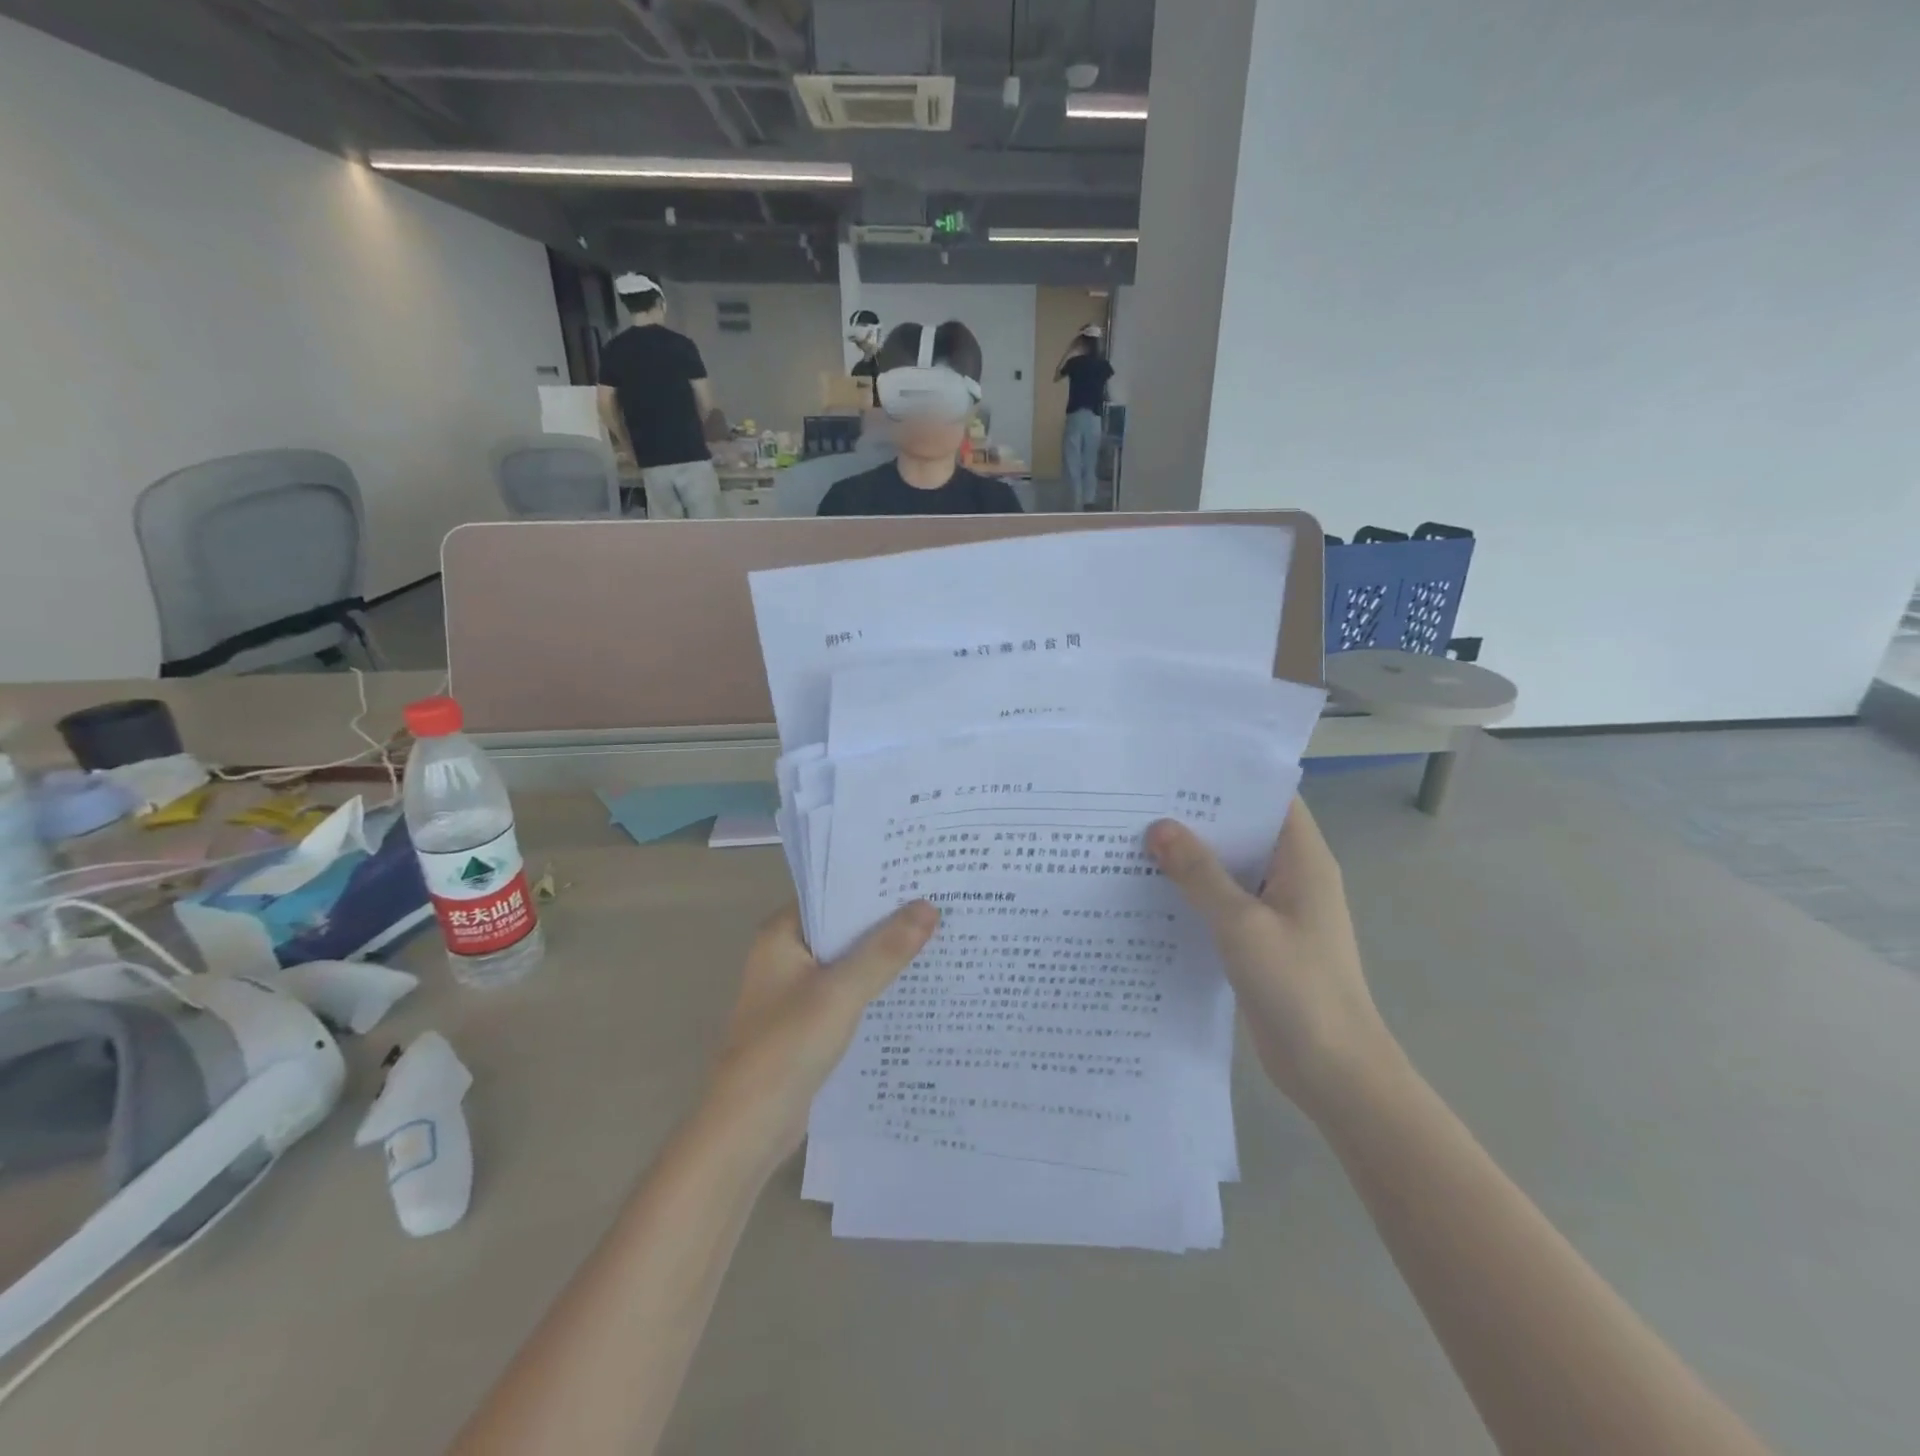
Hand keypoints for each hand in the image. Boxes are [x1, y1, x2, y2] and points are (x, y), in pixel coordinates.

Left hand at [705, 902, 938, 1157]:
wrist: (749, 1127)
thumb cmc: (787, 1046)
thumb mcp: (841, 992)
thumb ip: (885, 950)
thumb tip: (928, 907)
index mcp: (781, 935)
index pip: (832, 893)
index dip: (873, 884)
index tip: (918, 874)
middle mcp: (786, 955)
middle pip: (843, 926)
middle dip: (885, 919)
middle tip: (939, 902)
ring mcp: (795, 990)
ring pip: (848, 961)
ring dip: (883, 954)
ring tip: (937, 936)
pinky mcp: (808, 1022)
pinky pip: (847, 991)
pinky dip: (874, 986)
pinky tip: (913, 985)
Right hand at [1147, 799, 1395, 1116]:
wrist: (1333, 1070)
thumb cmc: (1298, 986)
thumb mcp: (1242, 924)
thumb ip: (1199, 874)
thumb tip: (1158, 827)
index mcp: (1304, 861)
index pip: (1271, 799)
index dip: (1231, 779)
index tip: (1179, 767)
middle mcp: (1292, 878)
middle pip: (1245, 831)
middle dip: (1199, 817)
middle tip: (1141, 800)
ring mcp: (1276, 911)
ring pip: (1230, 869)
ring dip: (1192, 858)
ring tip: (1135, 837)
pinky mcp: (1260, 940)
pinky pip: (1223, 903)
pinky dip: (1194, 894)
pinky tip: (1151, 891)